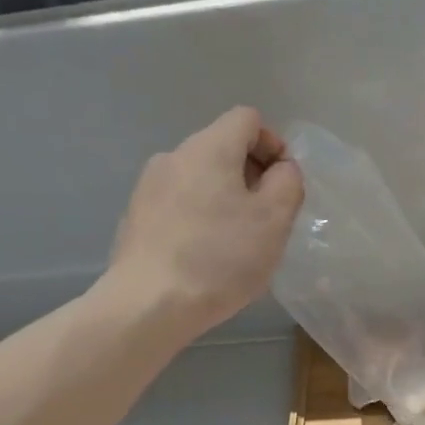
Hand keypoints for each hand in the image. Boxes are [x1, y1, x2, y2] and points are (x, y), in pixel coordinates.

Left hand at [109, 107, 303, 338]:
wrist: (148, 305)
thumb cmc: (219, 259)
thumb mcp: (274, 220)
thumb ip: (288, 182)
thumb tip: (281, 169)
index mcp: (209, 148)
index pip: (248, 119)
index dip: (274, 145)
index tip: (284, 186)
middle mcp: (173, 156)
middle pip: (222, 148)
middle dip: (251, 176)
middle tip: (266, 220)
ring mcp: (148, 188)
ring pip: (200, 180)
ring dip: (225, 200)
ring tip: (236, 244)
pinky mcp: (136, 218)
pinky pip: (179, 205)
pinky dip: (199, 219)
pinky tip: (204, 258)